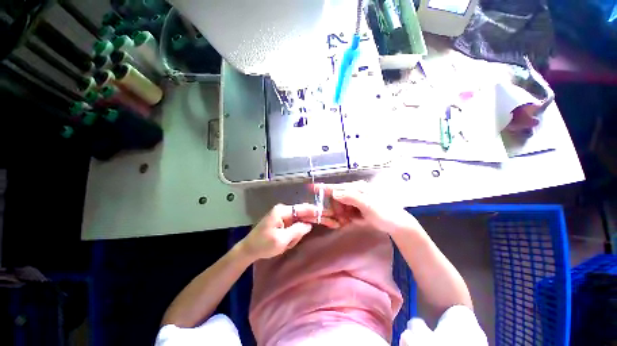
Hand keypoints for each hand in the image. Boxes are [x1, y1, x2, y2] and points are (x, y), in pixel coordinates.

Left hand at [239, 203, 340, 259]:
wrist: (248, 250)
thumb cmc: (263, 245)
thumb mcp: (282, 240)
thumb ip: (297, 230)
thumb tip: (309, 224)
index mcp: (282, 211)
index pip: (303, 209)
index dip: (316, 212)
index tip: (328, 213)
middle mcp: (283, 210)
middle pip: (302, 214)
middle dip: (306, 225)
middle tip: (314, 229)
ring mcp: (282, 215)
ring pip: (298, 222)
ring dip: (296, 234)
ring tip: (285, 244)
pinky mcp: (282, 221)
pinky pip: (293, 226)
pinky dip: (293, 235)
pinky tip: (285, 243)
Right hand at [315, 181, 419, 234]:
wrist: (397, 225)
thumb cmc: (385, 213)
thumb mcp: (369, 206)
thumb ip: (351, 197)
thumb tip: (335, 192)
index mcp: (357, 188)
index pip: (337, 187)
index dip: (324, 188)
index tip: (310, 187)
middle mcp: (355, 192)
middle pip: (336, 199)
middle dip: (337, 209)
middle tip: (343, 220)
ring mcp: (355, 200)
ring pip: (340, 206)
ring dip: (342, 215)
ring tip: (350, 222)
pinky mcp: (357, 208)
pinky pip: (345, 212)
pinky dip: (346, 217)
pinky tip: (354, 221)